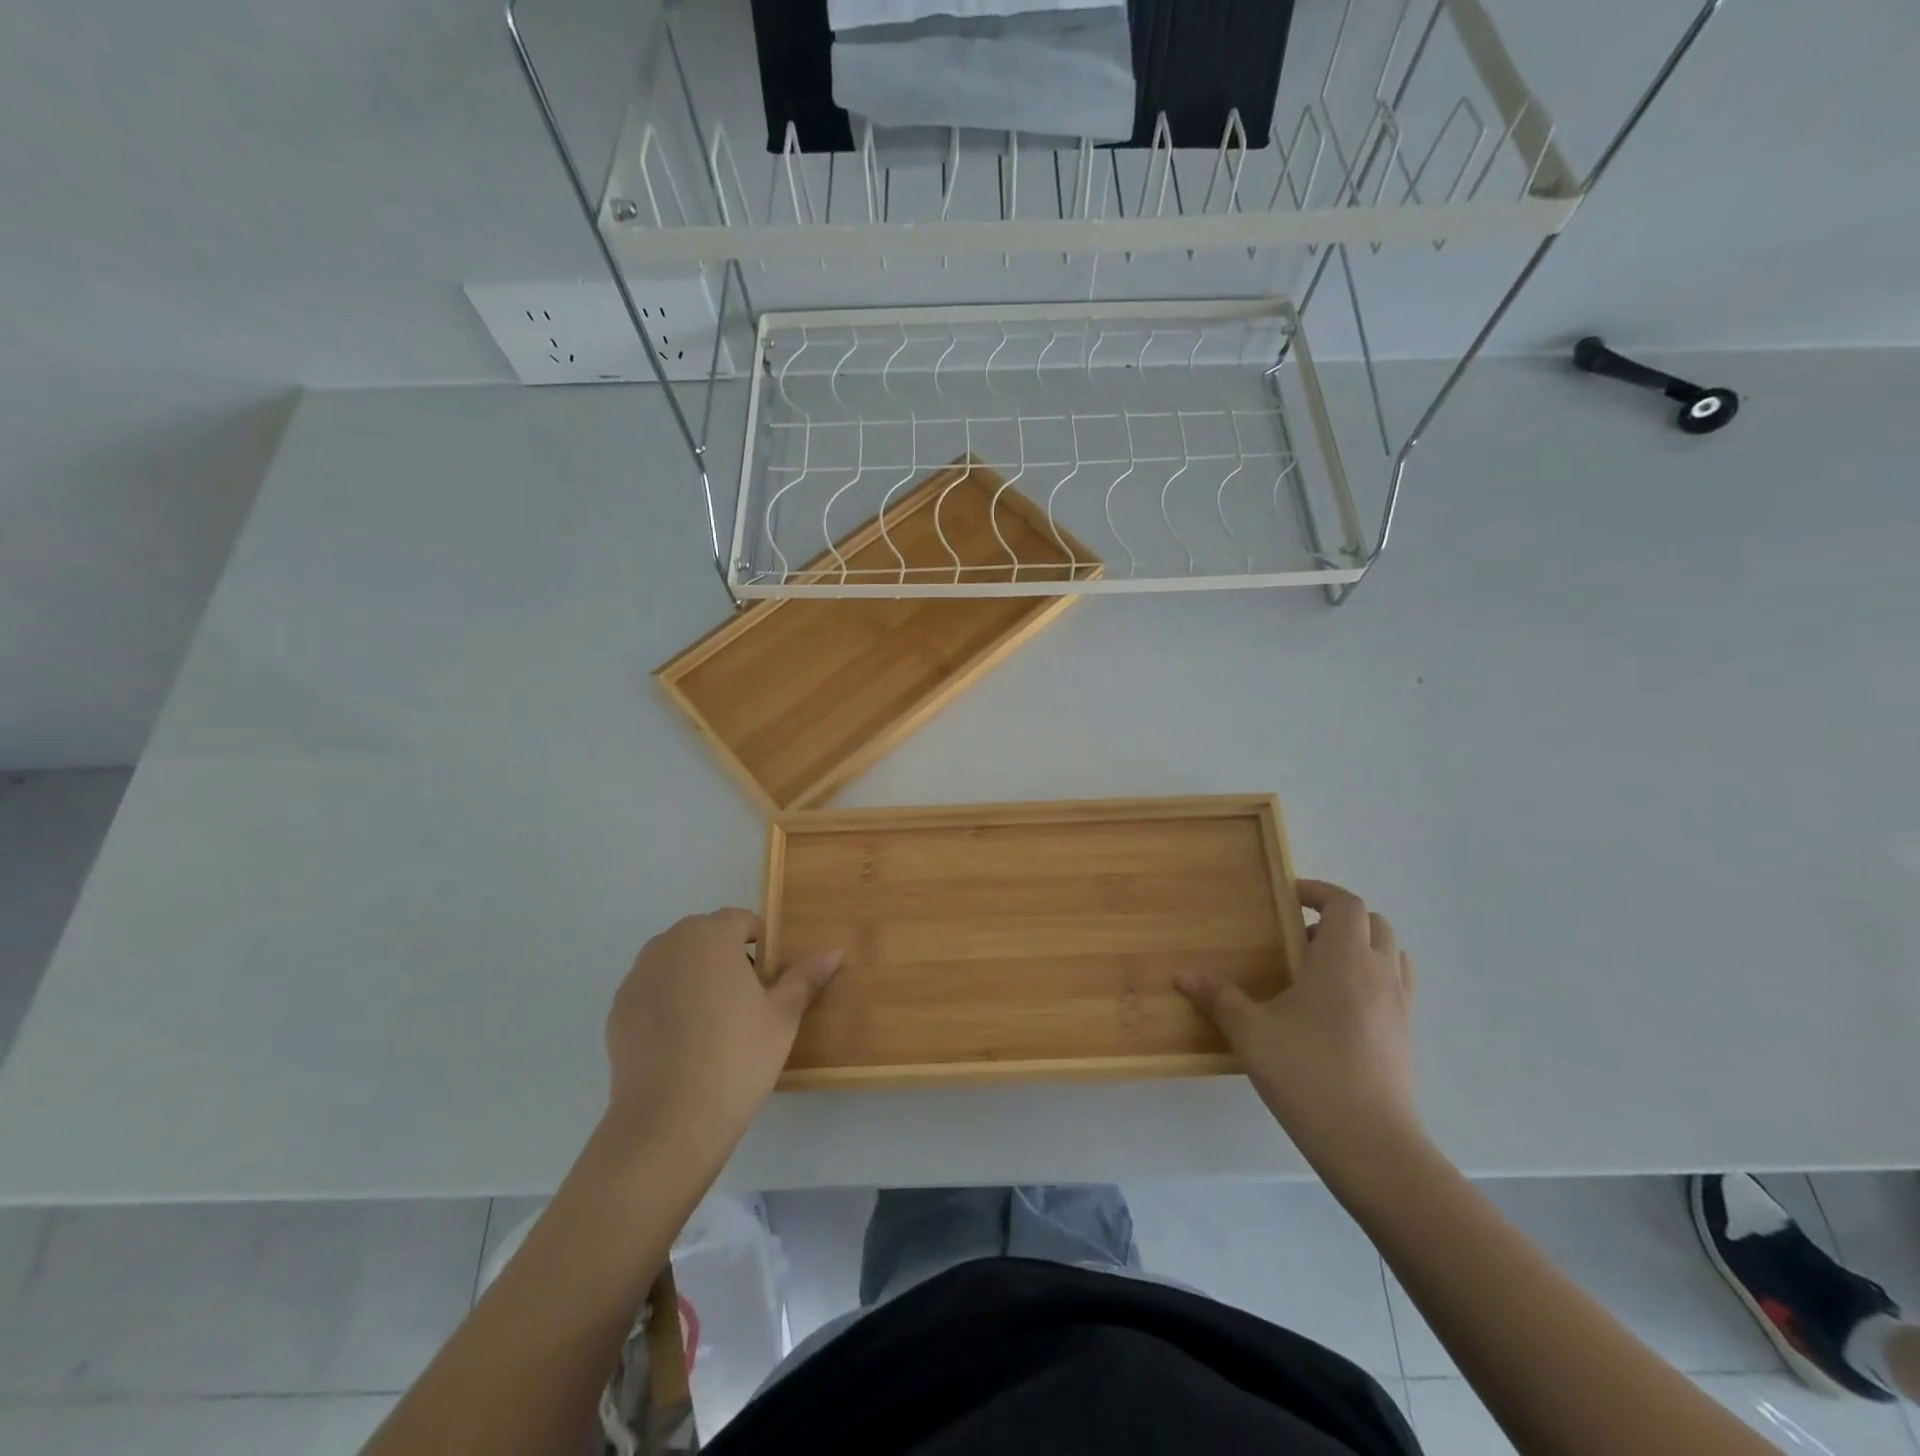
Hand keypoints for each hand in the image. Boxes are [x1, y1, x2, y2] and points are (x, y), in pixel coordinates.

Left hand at [603, 909, 841, 1155]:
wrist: (668, 1122)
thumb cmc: (737, 1058)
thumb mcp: (782, 1017)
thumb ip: (805, 978)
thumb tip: (834, 952)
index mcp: (711, 936)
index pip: (740, 920)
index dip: (759, 944)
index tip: (769, 979)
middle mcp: (669, 944)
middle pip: (705, 936)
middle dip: (726, 956)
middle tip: (746, 1000)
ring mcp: (638, 976)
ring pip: (676, 961)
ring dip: (695, 975)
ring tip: (713, 1021)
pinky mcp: (618, 1009)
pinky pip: (653, 989)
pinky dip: (669, 1001)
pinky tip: (683, 1041)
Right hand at [1177, 880, 1418, 1164]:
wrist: (1371, 1145)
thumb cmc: (1307, 1074)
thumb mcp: (1251, 1033)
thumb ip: (1218, 998)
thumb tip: (1182, 975)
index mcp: (1343, 960)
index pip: (1344, 903)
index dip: (1318, 891)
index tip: (1287, 897)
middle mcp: (1378, 973)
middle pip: (1373, 923)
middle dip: (1338, 919)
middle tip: (1299, 937)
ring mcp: (1399, 1006)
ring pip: (1391, 954)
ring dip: (1360, 947)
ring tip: (1321, 969)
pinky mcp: (1405, 1036)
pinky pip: (1396, 986)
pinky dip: (1372, 978)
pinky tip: (1338, 1009)